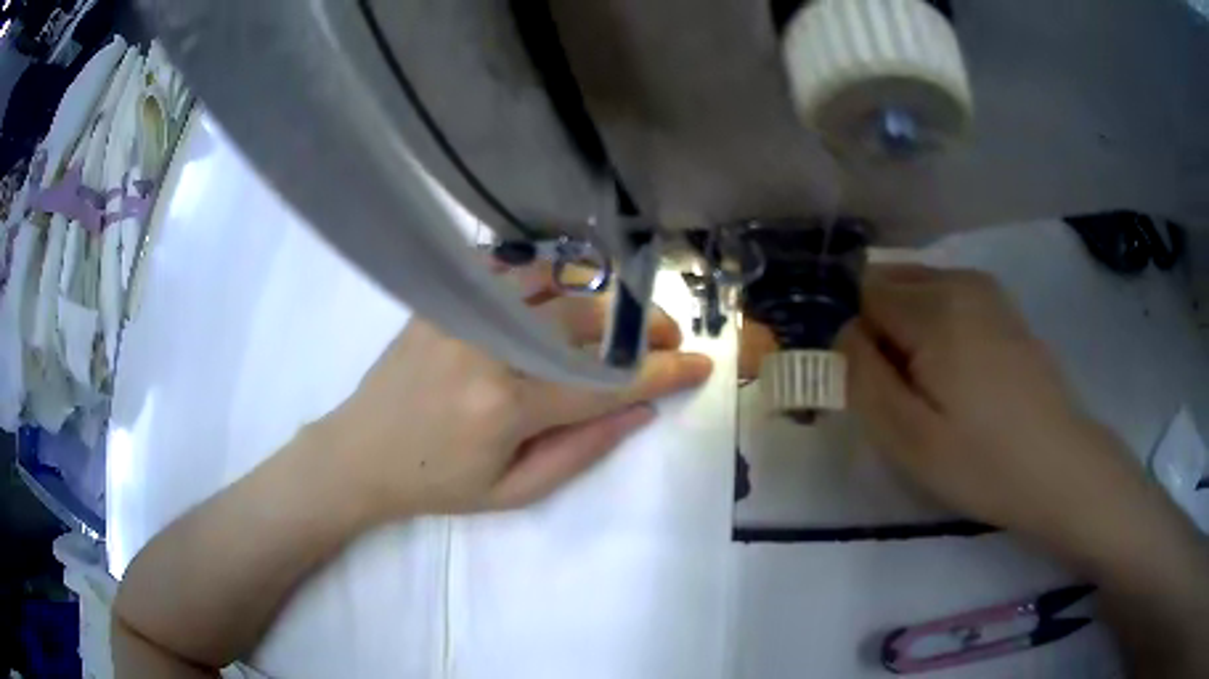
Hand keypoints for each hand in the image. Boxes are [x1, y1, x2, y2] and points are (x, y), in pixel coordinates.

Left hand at [311, 265, 712, 522]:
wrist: (360, 453)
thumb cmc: (438, 484)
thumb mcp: (514, 491)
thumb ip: (582, 450)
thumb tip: (640, 409)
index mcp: (506, 406)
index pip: (604, 383)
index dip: (661, 372)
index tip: (700, 363)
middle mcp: (487, 346)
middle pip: (585, 319)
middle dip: (640, 326)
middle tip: (665, 337)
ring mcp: (460, 312)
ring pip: (552, 281)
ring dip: (598, 295)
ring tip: (619, 315)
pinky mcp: (441, 298)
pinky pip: (505, 267)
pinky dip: (544, 273)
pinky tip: (559, 289)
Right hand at [838, 265, 1149, 547]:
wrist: (1059, 466)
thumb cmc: (984, 462)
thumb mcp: (907, 438)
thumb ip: (862, 377)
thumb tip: (845, 334)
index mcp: (935, 310)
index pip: (863, 293)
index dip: (858, 338)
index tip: (877, 386)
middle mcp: (960, 281)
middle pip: (891, 282)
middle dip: (882, 329)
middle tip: (904, 392)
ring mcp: (987, 290)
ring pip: (920, 289)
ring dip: (910, 329)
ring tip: (934, 387)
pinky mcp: (1004, 307)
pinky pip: (949, 297)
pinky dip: (938, 325)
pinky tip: (961, 375)